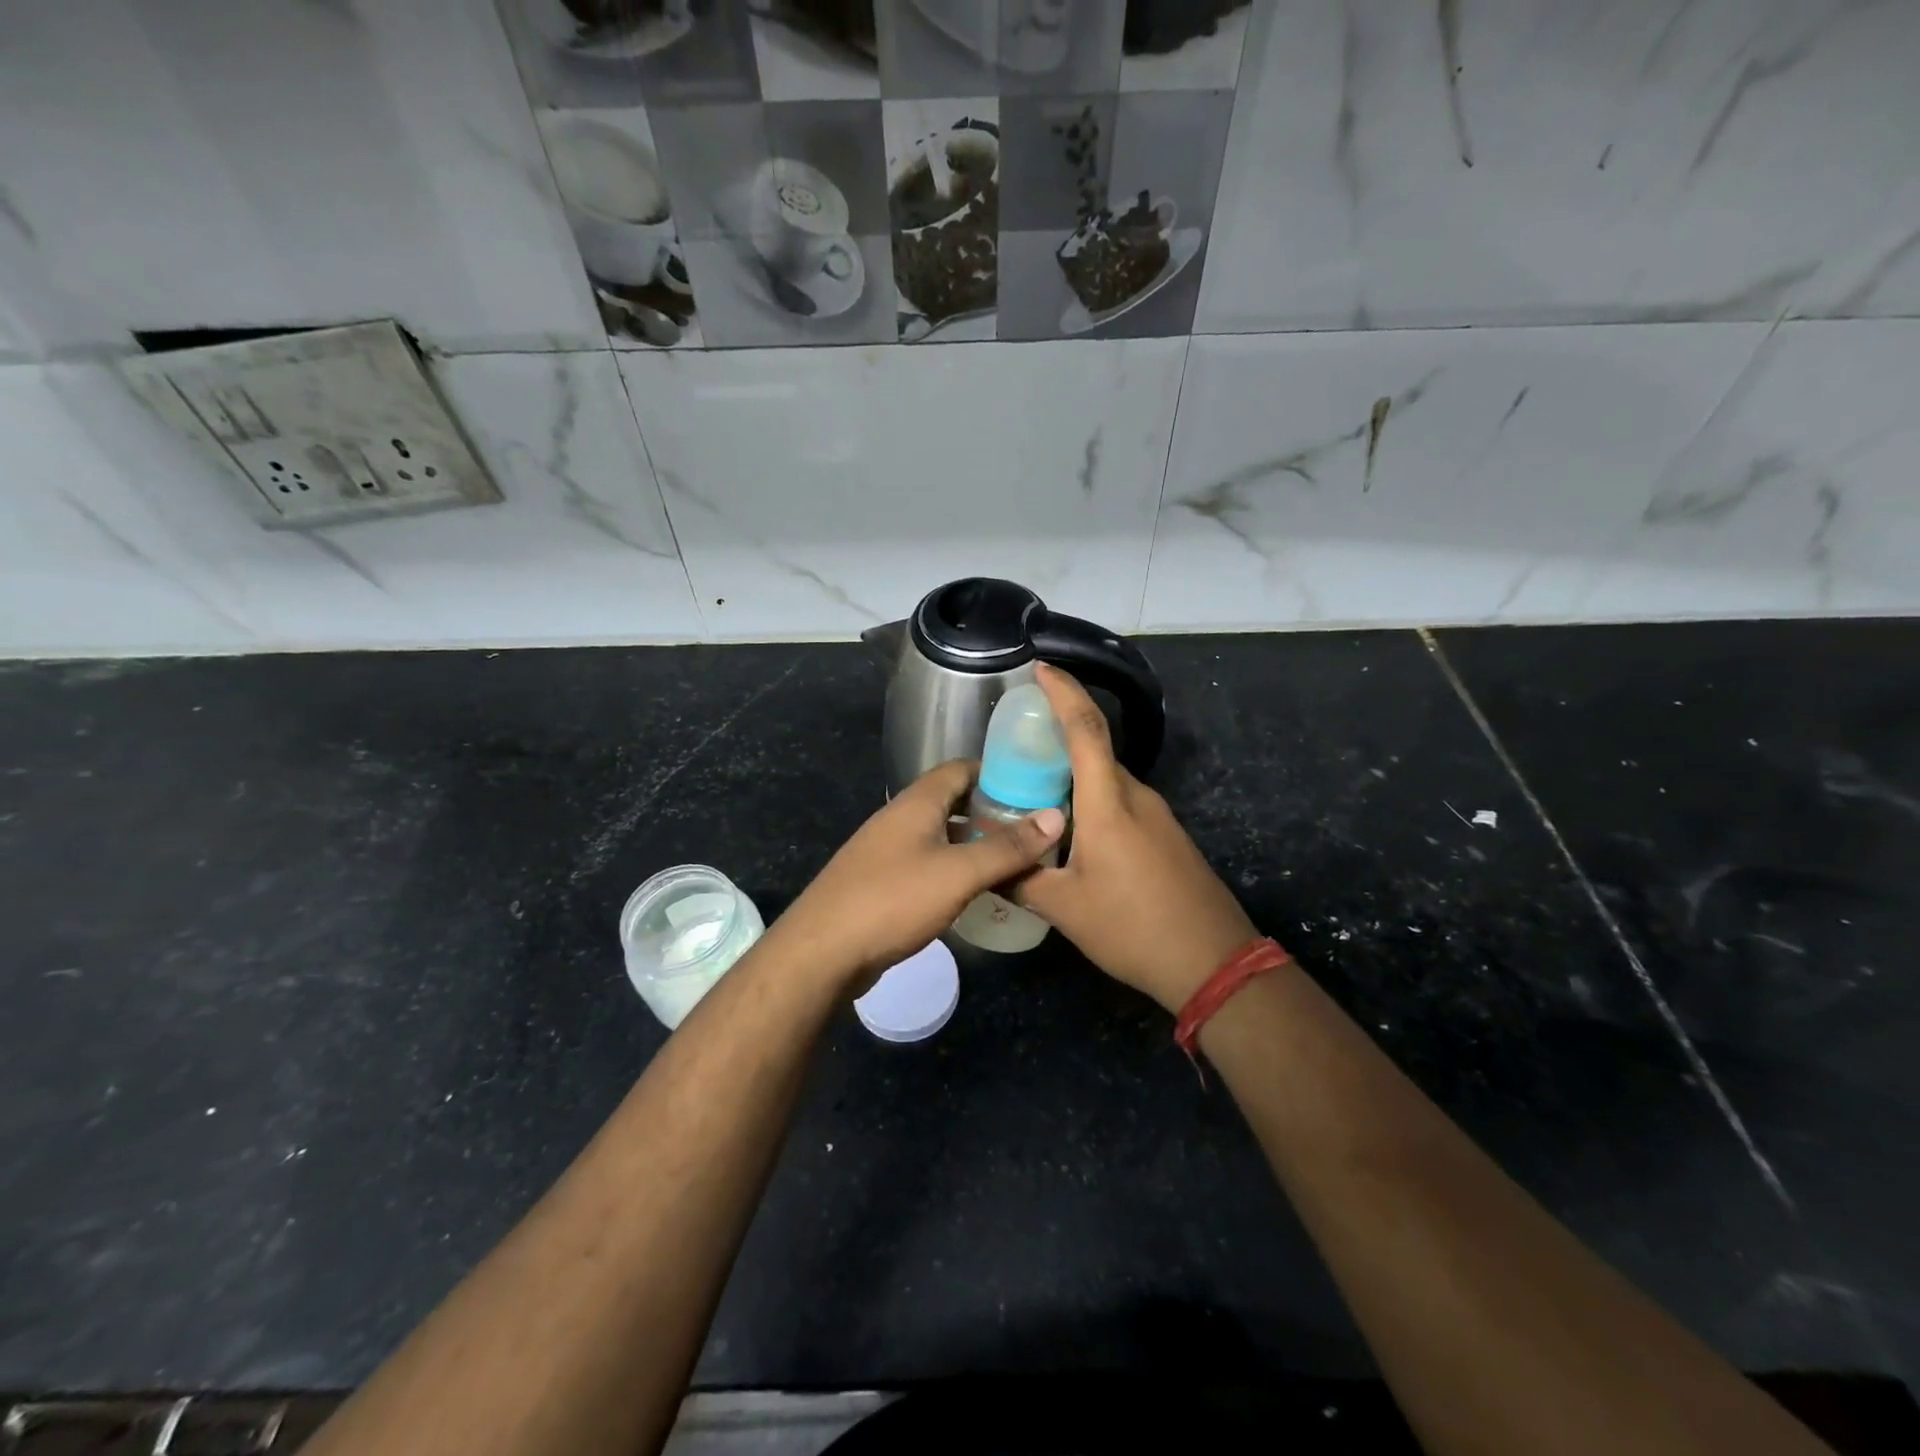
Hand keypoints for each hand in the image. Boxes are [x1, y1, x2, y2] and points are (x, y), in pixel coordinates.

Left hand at [773, 759, 1065, 992]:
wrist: (822, 953)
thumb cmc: (893, 900)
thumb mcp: (958, 873)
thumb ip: (1007, 847)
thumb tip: (1055, 815)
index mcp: (916, 803)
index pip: (960, 768)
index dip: (997, 772)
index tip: (1034, 786)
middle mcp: (900, 819)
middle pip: (952, 802)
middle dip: (991, 812)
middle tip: (1033, 829)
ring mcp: (887, 852)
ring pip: (941, 836)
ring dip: (975, 844)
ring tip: (1015, 861)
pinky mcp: (882, 884)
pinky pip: (928, 865)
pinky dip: (955, 870)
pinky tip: (977, 892)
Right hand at [1013, 664, 1257, 1012]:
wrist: (1213, 961)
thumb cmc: (1133, 927)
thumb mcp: (1065, 907)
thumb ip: (1021, 878)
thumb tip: (987, 862)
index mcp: (1108, 802)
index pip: (1085, 728)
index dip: (1063, 692)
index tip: (1040, 668)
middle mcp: (1135, 796)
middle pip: (1094, 750)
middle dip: (1057, 737)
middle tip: (1014, 746)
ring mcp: (1156, 815)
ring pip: (1106, 780)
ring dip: (1072, 776)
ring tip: (1032, 793)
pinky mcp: (1166, 836)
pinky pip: (1120, 802)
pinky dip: (1090, 801)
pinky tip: (1069, 832)